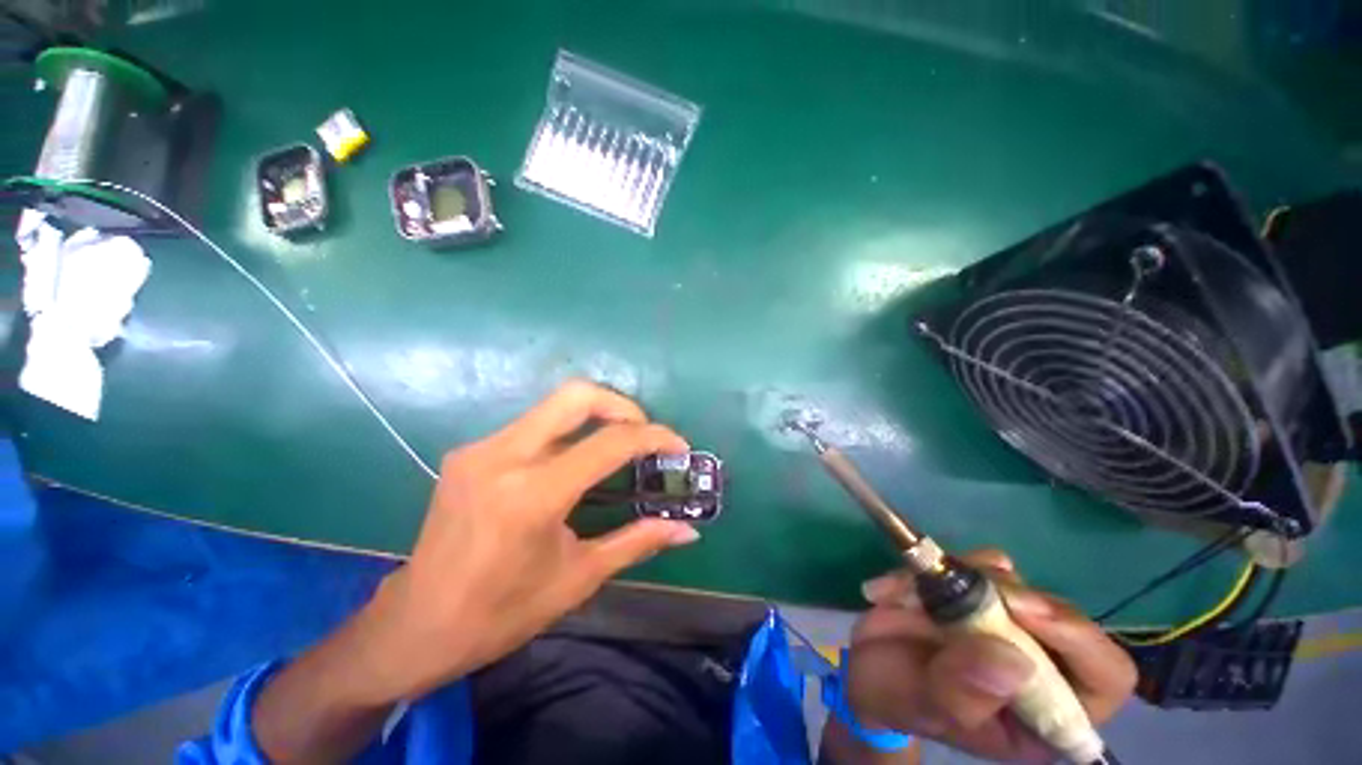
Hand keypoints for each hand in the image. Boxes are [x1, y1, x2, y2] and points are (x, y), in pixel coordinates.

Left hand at [356, 380, 699, 701]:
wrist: (416, 624)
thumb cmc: (501, 613)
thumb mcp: (579, 577)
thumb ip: (638, 541)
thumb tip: (688, 531)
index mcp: (532, 495)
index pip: (609, 443)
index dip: (654, 437)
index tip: (678, 445)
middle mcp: (503, 457)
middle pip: (577, 395)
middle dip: (622, 406)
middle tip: (643, 432)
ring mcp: (481, 448)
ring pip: (554, 404)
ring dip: (596, 416)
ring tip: (618, 445)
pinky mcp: (471, 451)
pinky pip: (534, 423)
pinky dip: (568, 431)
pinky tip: (576, 461)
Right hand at [840, 550, 1134, 763]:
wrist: (867, 665)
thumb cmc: (898, 699)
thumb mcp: (921, 705)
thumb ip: (960, 693)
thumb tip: (1012, 662)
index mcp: (1047, 713)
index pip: (1106, 676)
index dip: (1078, 639)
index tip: (1019, 607)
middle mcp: (1041, 664)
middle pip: (1057, 614)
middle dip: (1006, 595)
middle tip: (956, 584)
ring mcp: (1010, 623)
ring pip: (1013, 581)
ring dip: (957, 577)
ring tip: (902, 595)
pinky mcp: (979, 592)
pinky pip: (976, 563)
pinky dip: (938, 563)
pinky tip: (903, 580)